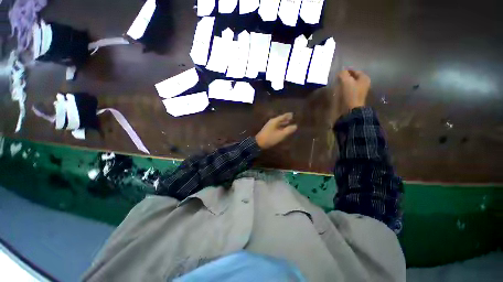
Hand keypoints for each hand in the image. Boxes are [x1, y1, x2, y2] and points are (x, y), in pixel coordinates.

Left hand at [256, 113, 297, 148]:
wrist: (259, 143)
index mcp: (275, 121)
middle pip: (280, 119)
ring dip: (283, 123)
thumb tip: (295, 126)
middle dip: (285, 119)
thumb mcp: (281, 135)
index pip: (283, 116)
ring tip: (288, 123)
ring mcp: (269, 126)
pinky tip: (282, 129)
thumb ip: (288, 130)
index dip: (288, 115)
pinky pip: (276, 126)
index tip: (293, 114)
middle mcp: (272, 122)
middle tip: (291, 118)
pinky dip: (280, 126)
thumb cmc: (270, 138)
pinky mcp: (268, 130)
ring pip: (278, 123)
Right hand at [338, 70, 370, 110]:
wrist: (352, 109)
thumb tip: (341, 71)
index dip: (347, 70)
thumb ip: (343, 74)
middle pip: (353, 77)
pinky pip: (349, 90)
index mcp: (364, 78)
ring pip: (351, 84)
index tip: (339, 71)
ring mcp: (360, 91)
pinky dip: (344, 89)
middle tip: (337, 77)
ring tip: (337, 83)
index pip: (355, 71)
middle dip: (346, 77)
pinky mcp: (355, 97)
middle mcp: (364, 83)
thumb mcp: (346, 81)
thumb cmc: (350, 94)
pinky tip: (339, 90)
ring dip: (344, 83)